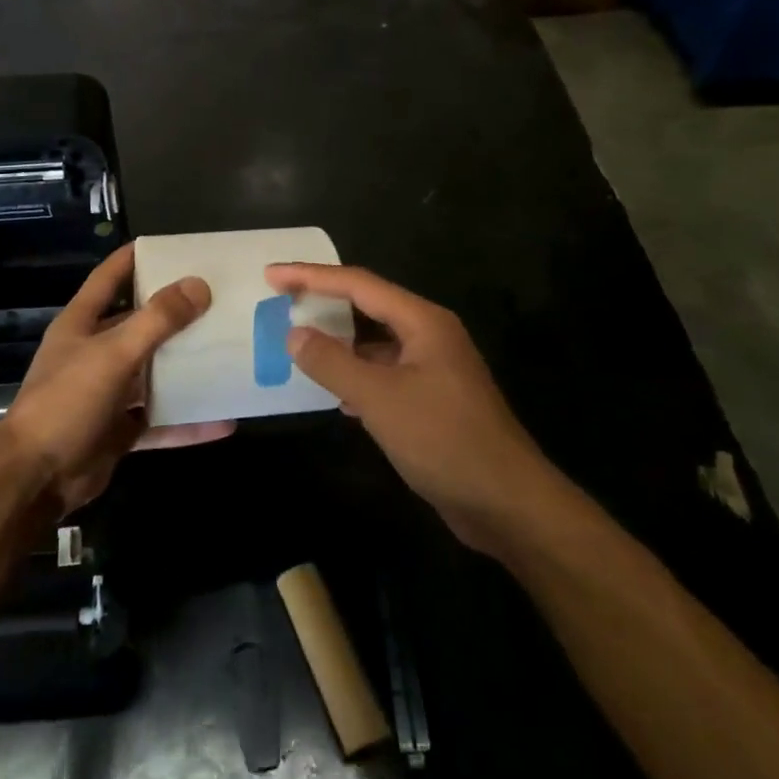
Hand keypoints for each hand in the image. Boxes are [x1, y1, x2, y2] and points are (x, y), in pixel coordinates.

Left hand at [0, 243, 231, 515]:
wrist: (38, 477)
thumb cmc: (68, 401)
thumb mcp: (114, 353)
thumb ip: (156, 320)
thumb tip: (199, 285)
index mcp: (81, 324)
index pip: (109, 277)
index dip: (135, 258)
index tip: (172, 246)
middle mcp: (94, 352)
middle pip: (138, 324)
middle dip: (174, 313)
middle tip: (218, 299)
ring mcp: (107, 393)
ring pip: (153, 372)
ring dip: (186, 366)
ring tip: (229, 351)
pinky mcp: (119, 428)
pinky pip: (160, 418)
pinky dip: (188, 421)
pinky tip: (224, 419)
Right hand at [266, 263, 547, 552]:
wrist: (507, 504)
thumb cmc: (444, 440)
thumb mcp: (379, 398)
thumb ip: (332, 362)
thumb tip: (294, 333)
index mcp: (423, 322)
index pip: (358, 284)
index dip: (311, 276)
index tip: (271, 274)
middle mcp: (430, 336)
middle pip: (368, 306)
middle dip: (324, 302)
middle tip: (280, 302)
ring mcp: (433, 369)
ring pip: (375, 343)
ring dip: (338, 342)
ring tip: (297, 343)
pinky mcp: (432, 401)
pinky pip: (383, 374)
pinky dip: (355, 375)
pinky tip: (334, 394)